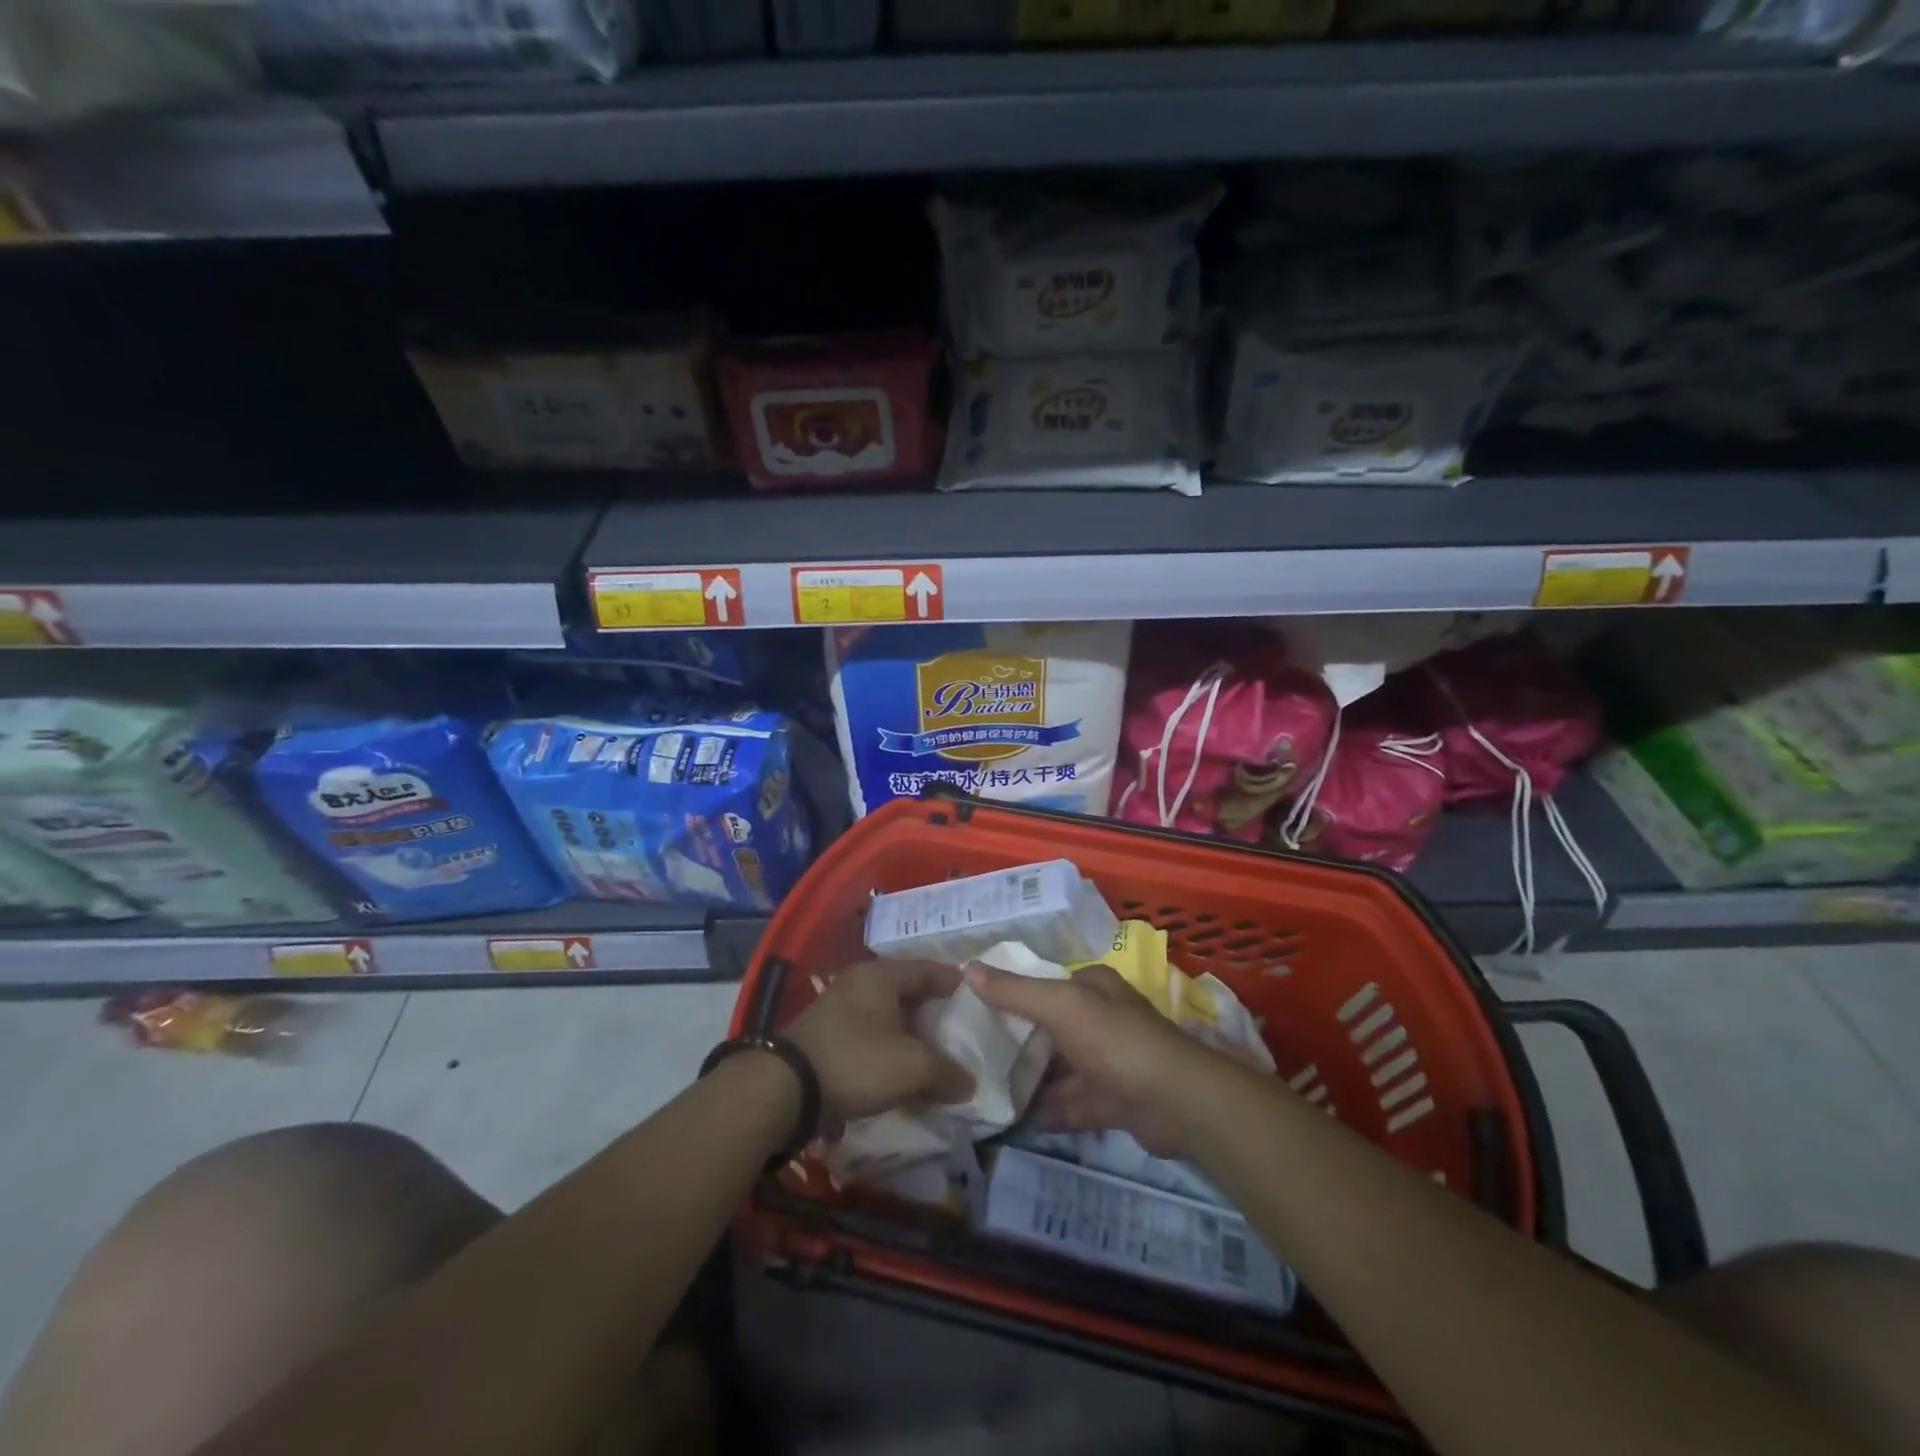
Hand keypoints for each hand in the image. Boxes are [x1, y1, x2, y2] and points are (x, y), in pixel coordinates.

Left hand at [784, 961, 974, 1124]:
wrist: (785, 1088)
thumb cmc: (856, 1060)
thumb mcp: (912, 1067)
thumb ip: (946, 1072)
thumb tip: (970, 1084)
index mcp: (881, 975)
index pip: (928, 968)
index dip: (953, 981)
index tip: (975, 995)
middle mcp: (859, 982)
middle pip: (907, 990)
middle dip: (932, 1009)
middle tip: (957, 1027)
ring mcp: (838, 1008)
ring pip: (886, 1014)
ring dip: (909, 1032)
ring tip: (933, 1053)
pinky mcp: (826, 1035)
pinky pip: (869, 1034)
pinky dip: (888, 1047)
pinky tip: (900, 1069)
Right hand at [965, 962, 1214, 1158]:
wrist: (1174, 1101)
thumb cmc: (1114, 1039)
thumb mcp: (1060, 1005)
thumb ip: (1014, 991)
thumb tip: (966, 968)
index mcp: (1093, 987)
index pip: (1046, 983)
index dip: (1013, 992)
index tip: (974, 1007)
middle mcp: (1101, 1019)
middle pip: (1050, 1028)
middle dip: (1017, 1041)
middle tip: (971, 1053)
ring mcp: (1107, 1062)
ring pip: (1059, 1068)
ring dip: (1029, 1080)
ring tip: (984, 1089)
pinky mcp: (1111, 1100)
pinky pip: (1071, 1104)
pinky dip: (1047, 1111)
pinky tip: (1013, 1121)